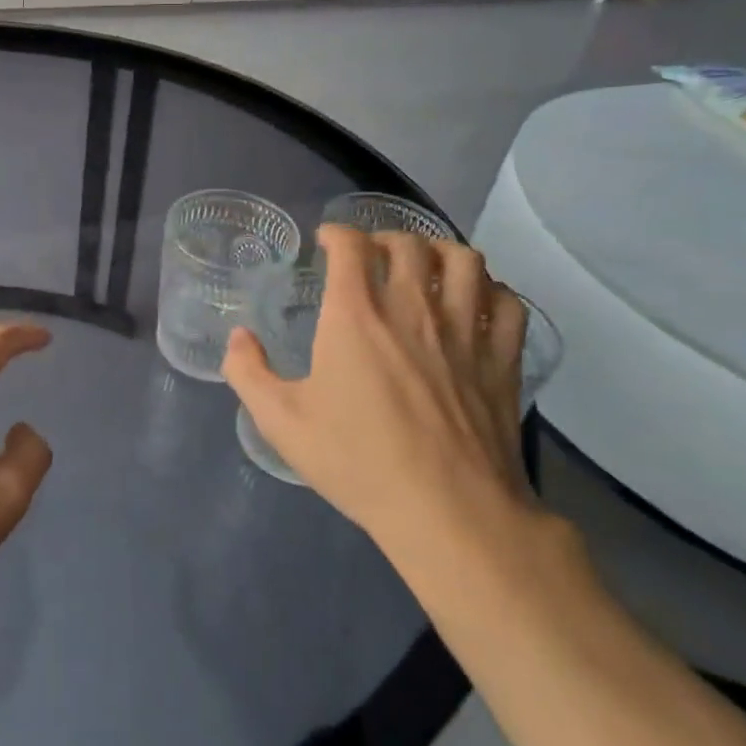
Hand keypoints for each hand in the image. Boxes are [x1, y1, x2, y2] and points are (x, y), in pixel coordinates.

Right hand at [223, 228, 540, 579]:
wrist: (448, 511)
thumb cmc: (358, 461)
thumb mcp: (281, 422)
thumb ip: (248, 372)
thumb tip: (238, 337)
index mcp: (355, 315)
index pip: (351, 245)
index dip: (337, 233)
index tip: (327, 242)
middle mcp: (412, 307)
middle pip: (407, 243)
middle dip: (384, 238)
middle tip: (371, 255)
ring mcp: (464, 330)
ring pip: (464, 260)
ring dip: (440, 252)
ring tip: (426, 266)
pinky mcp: (503, 359)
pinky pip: (507, 302)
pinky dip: (491, 291)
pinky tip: (477, 303)